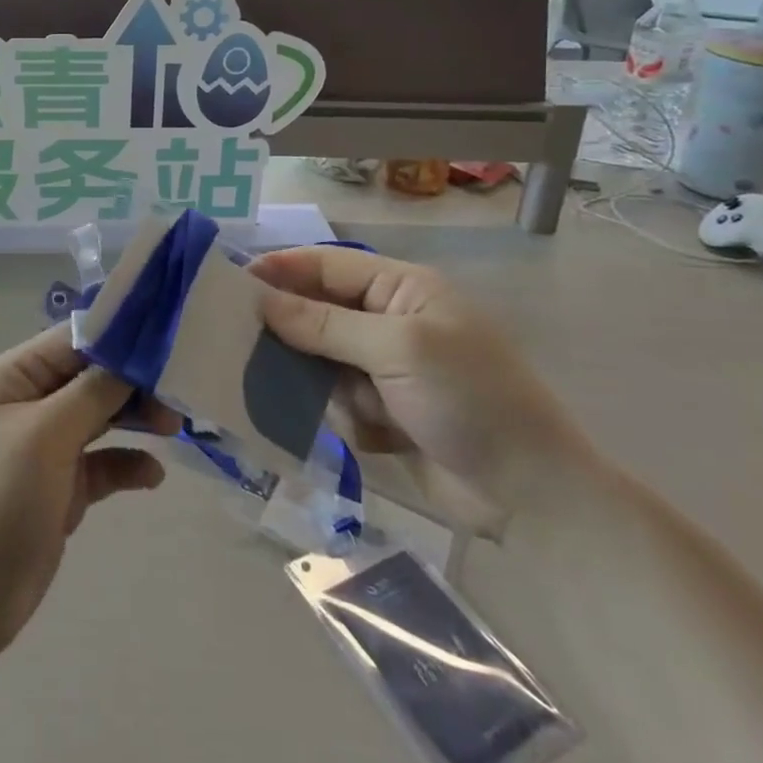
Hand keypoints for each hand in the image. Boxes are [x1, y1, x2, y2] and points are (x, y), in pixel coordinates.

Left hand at [0, 325, 177, 661]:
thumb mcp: (45, 434)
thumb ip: (93, 392)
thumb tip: (133, 359)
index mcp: (14, 376)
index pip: (74, 339)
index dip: (120, 336)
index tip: (169, 342)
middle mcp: (31, 403)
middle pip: (92, 376)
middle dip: (134, 381)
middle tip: (179, 395)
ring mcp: (46, 447)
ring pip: (101, 417)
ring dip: (136, 418)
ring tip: (174, 429)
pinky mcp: (60, 489)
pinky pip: (103, 463)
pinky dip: (127, 463)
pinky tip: (151, 476)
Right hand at [251, 246, 599, 520]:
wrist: (530, 496)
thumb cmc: (470, 399)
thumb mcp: (397, 349)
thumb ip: (325, 323)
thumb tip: (261, 300)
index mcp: (401, 289)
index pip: (327, 265)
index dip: (281, 269)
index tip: (232, 283)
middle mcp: (388, 321)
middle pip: (317, 312)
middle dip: (289, 331)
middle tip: (240, 342)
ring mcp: (385, 369)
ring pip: (319, 361)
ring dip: (318, 383)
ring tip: (312, 397)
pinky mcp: (383, 411)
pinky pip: (335, 402)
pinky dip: (344, 418)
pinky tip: (373, 436)